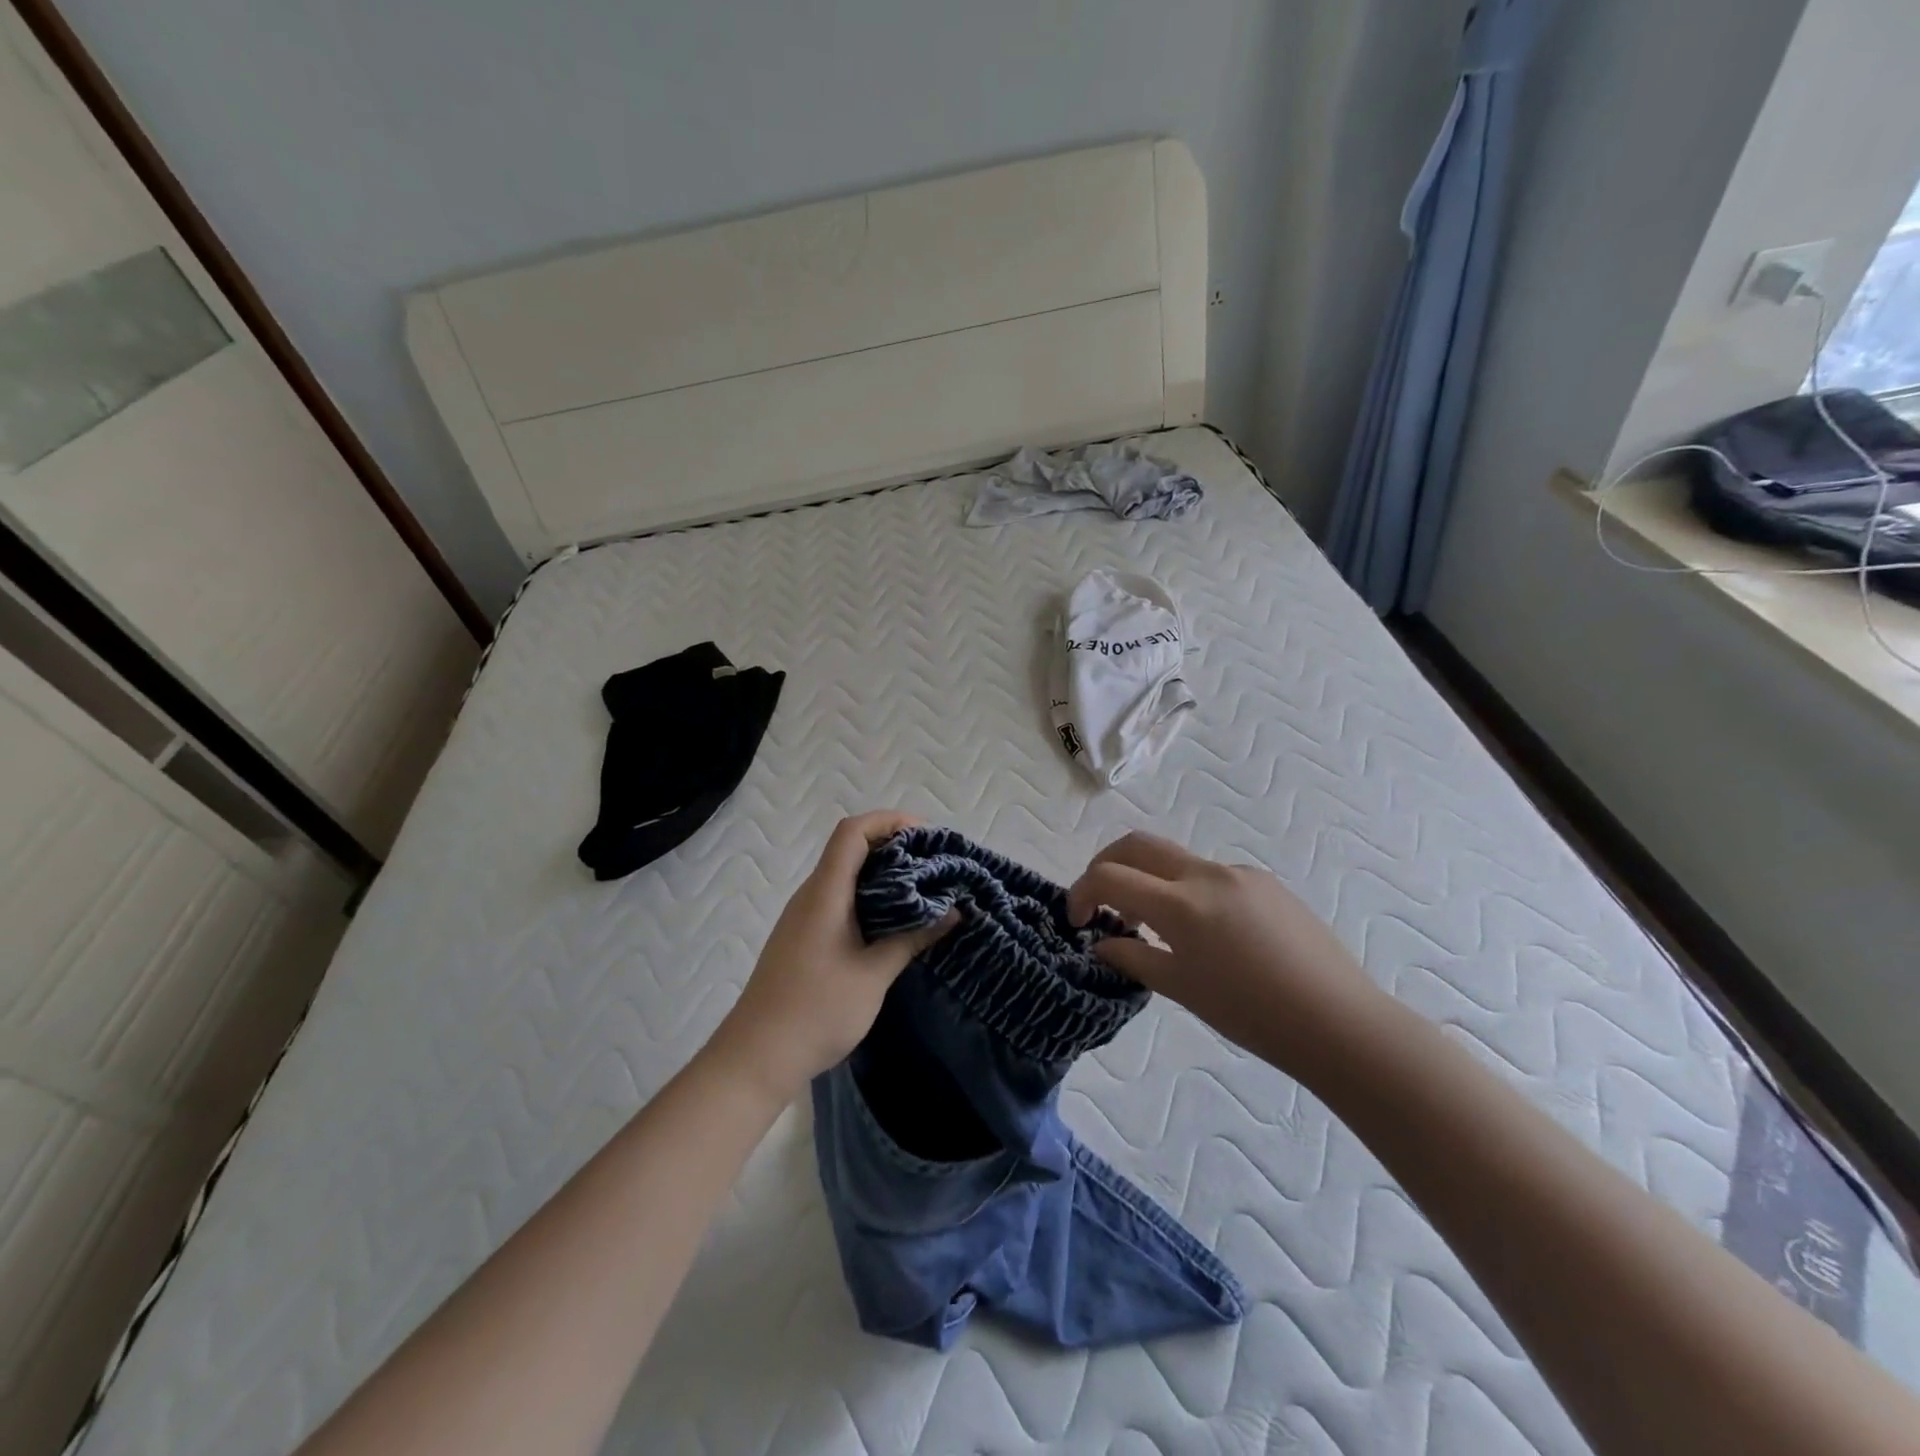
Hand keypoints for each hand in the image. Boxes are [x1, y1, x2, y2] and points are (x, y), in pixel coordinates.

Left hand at [709, 812, 956, 1104]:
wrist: (756, 1057)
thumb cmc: (816, 1011)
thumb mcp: (873, 975)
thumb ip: (912, 938)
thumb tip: (953, 912)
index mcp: (825, 893)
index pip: (853, 832)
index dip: (889, 821)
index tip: (927, 835)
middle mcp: (811, 895)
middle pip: (850, 848)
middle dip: (894, 846)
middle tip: (935, 863)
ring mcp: (804, 916)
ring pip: (845, 874)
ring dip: (883, 873)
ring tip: (923, 889)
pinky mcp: (804, 936)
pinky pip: (840, 898)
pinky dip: (870, 896)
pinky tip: (894, 920)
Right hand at [1067, 831, 1387, 1080]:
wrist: (1339, 1022)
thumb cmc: (1252, 1015)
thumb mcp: (1181, 989)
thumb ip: (1132, 958)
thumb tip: (1101, 943)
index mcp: (1182, 905)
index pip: (1110, 877)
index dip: (1081, 892)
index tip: (1077, 919)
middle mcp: (1207, 875)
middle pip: (1138, 844)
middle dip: (1106, 864)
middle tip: (1100, 899)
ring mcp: (1240, 873)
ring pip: (1176, 860)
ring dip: (1149, 880)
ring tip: (1155, 927)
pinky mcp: (1266, 882)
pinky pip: (1211, 875)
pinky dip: (1187, 891)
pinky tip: (1207, 934)